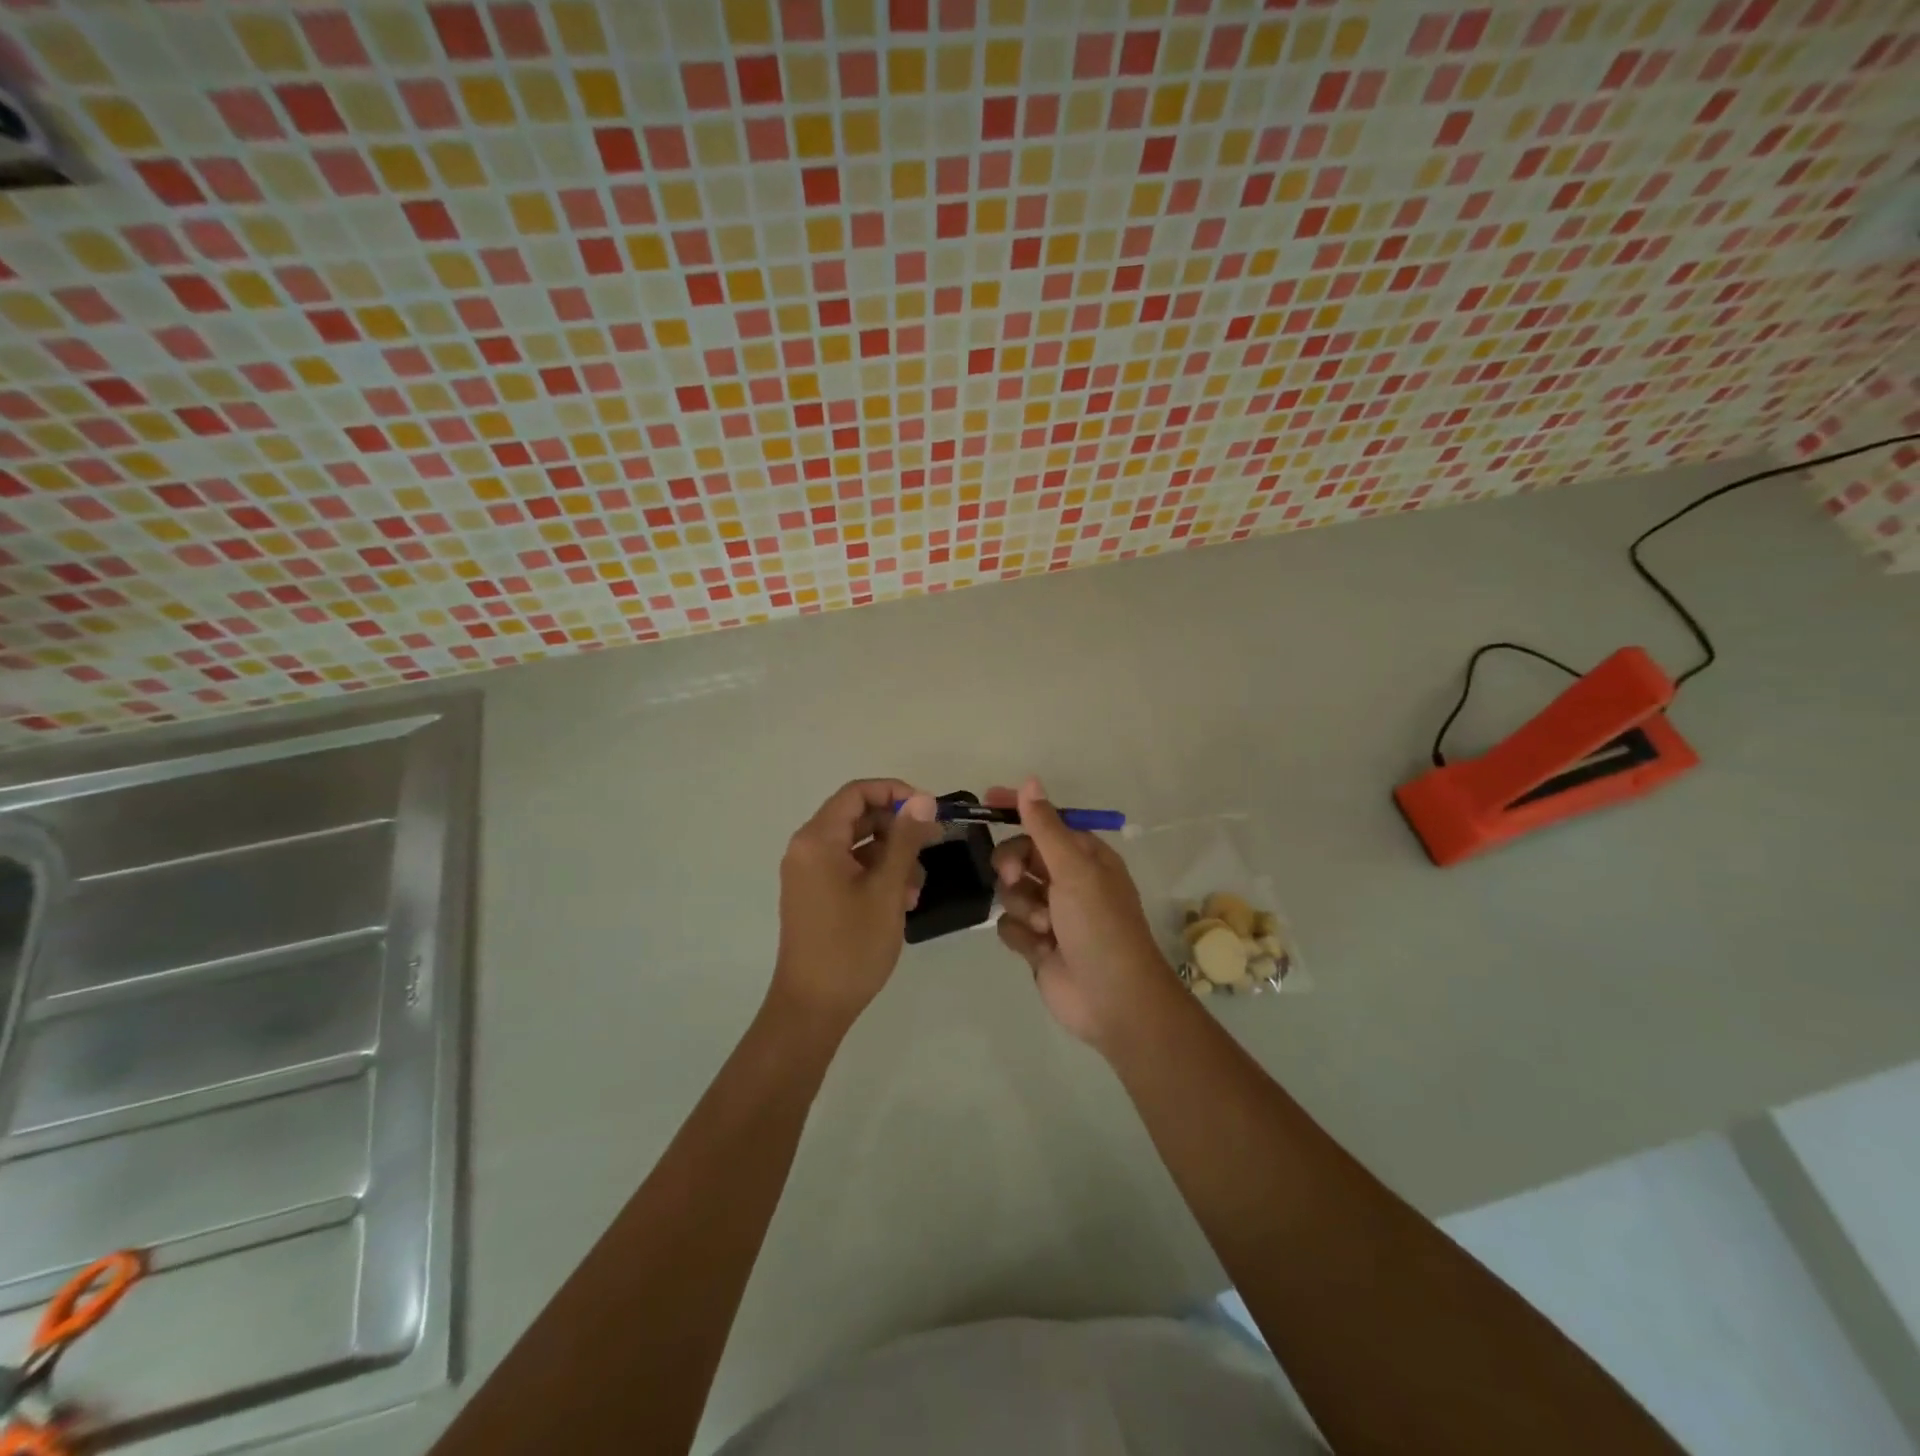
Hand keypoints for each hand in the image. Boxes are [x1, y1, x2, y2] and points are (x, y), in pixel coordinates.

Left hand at [772, 780, 940, 1031]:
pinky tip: (903, 900)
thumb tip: (922, 799)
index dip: (895, 792)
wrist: (813, 1007)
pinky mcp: (815, 894)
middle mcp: (807, 848)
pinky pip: (849, 868)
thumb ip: (905, 840)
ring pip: (857, 845)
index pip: (857, 793)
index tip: (929, 810)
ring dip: (891, 855)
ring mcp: (809, 873)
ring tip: (917, 886)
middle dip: (897, 827)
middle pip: (857, 817)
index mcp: (817, 840)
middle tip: (934, 842)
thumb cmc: (851, 946)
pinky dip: (876, 874)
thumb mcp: (886, 889)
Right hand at [990, 777, 1179, 1049]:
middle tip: (1014, 876)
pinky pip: (1009, 925)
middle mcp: (1068, 880)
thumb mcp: (1074, 870)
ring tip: (1044, 926)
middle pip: (1021, 855)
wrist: (1113, 1000)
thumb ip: (1046, 827)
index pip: (1045, 822)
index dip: (1018, 810)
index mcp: (1085, 857)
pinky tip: (1041, 950)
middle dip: (1013, 865)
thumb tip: (1030, 782)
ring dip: (1022, 906)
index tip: (986, 800)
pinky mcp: (1037, 943)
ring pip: (1011, 891)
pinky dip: (1022, 936)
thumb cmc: (1100, 926)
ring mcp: (1051, 913)